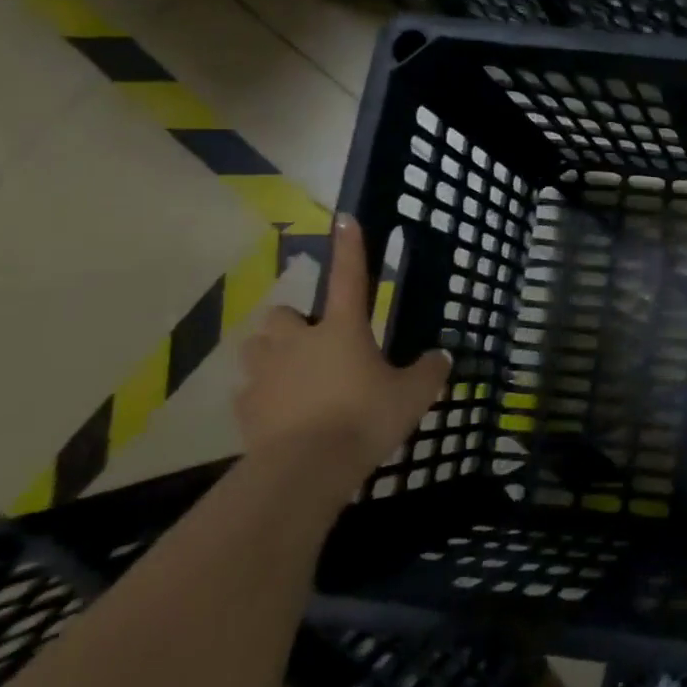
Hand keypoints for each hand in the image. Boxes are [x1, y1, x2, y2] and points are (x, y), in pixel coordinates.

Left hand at [235, 215, 448, 478]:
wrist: (306, 469)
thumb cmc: (365, 418)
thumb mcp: (413, 395)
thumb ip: (429, 371)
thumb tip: (441, 356)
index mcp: (342, 330)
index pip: (349, 278)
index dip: (350, 248)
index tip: (345, 218)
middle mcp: (298, 342)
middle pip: (282, 315)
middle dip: (294, 324)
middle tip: (316, 344)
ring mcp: (266, 374)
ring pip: (258, 347)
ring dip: (273, 354)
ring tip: (295, 377)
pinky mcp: (246, 407)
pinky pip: (251, 391)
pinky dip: (265, 396)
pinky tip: (283, 414)